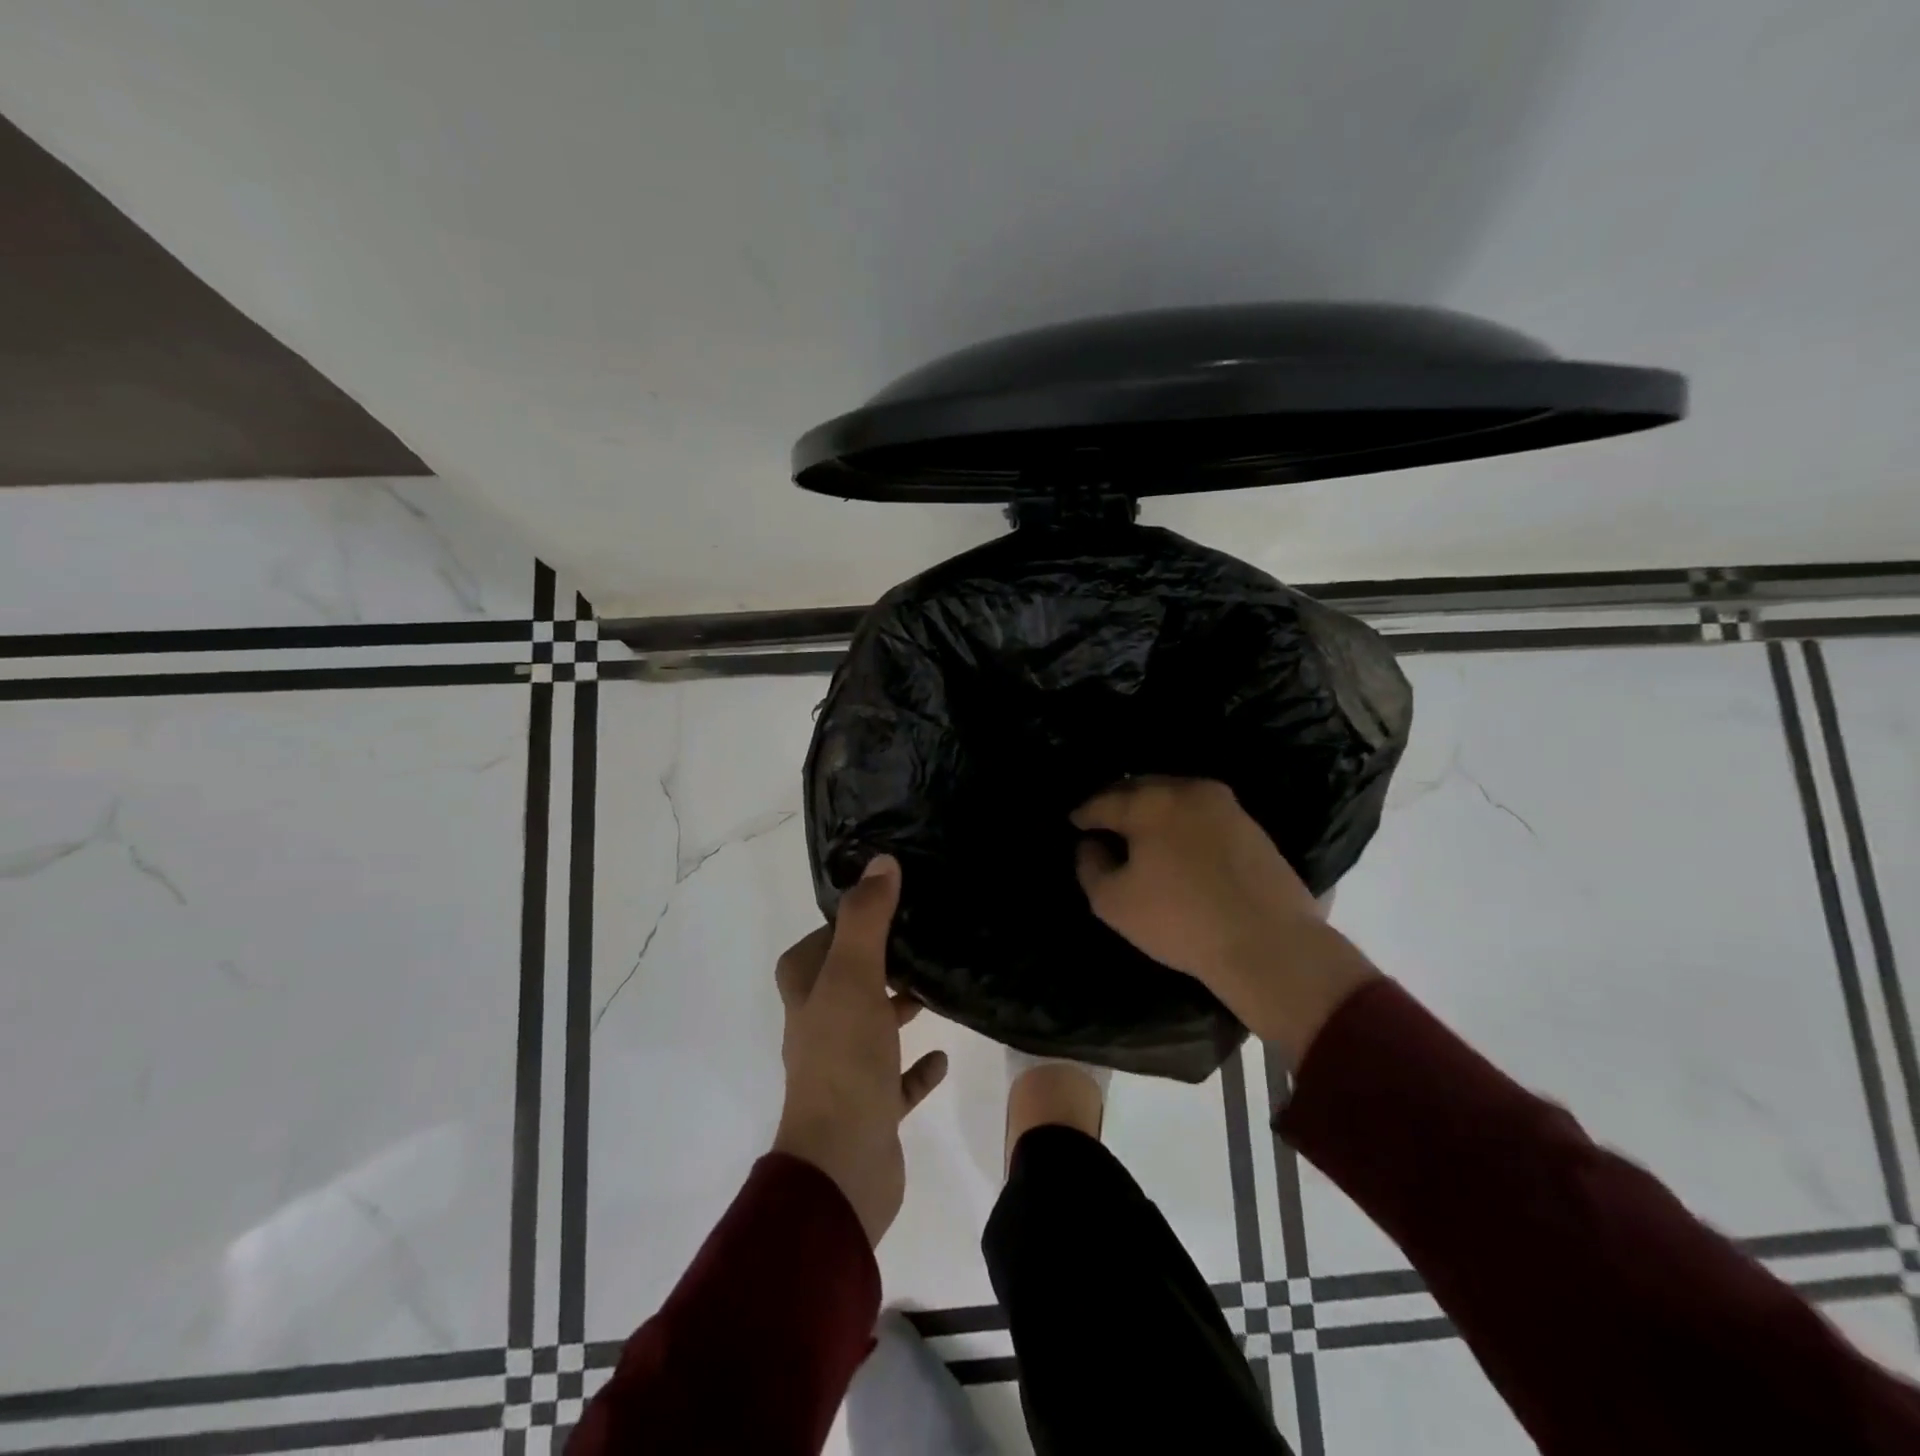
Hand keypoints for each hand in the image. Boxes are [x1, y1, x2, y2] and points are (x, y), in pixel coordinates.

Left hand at [771, 855, 948, 1244]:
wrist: (843, 1166)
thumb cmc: (844, 1059)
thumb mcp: (852, 976)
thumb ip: (866, 918)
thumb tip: (881, 862)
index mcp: (807, 992)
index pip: (821, 941)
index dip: (849, 921)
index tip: (891, 899)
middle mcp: (820, 1026)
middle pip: (849, 981)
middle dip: (881, 960)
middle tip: (924, 936)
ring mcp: (845, 1069)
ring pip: (874, 1025)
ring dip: (899, 1008)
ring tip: (939, 985)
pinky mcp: (872, 1106)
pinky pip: (898, 1078)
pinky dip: (917, 1066)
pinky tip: (942, 1053)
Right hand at [1072, 777, 1378, 1063]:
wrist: (1269, 943)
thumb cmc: (1180, 920)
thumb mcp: (1113, 902)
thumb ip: (1090, 866)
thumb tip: (1091, 845)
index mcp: (1149, 802)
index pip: (1103, 801)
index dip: (1083, 814)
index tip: (1074, 823)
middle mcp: (1187, 790)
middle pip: (1141, 787)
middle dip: (1118, 802)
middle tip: (1103, 821)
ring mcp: (1224, 804)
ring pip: (1175, 796)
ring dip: (1152, 808)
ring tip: (1140, 831)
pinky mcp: (1251, 825)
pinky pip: (1201, 813)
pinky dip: (1182, 821)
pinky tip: (1178, 844)